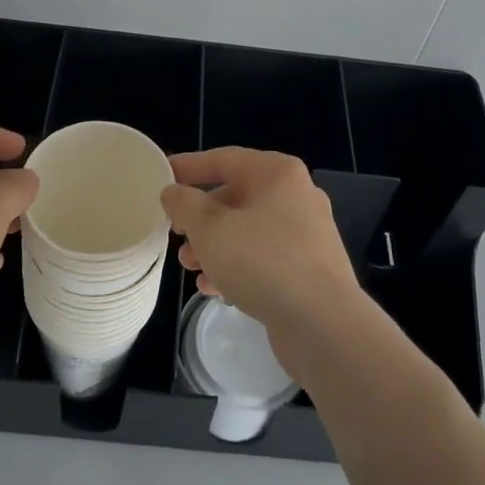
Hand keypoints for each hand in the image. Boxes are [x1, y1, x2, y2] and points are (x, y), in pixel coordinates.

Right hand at [160, 148, 364, 374]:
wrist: (323, 324)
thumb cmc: (262, 262)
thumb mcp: (210, 229)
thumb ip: (185, 204)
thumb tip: (173, 191)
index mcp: (277, 173)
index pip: (224, 159)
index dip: (189, 166)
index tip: (161, 176)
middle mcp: (296, 195)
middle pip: (235, 197)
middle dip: (200, 218)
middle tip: (175, 235)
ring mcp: (306, 233)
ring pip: (248, 230)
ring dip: (214, 246)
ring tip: (190, 267)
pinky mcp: (308, 268)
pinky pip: (264, 257)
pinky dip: (237, 267)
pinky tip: (214, 289)